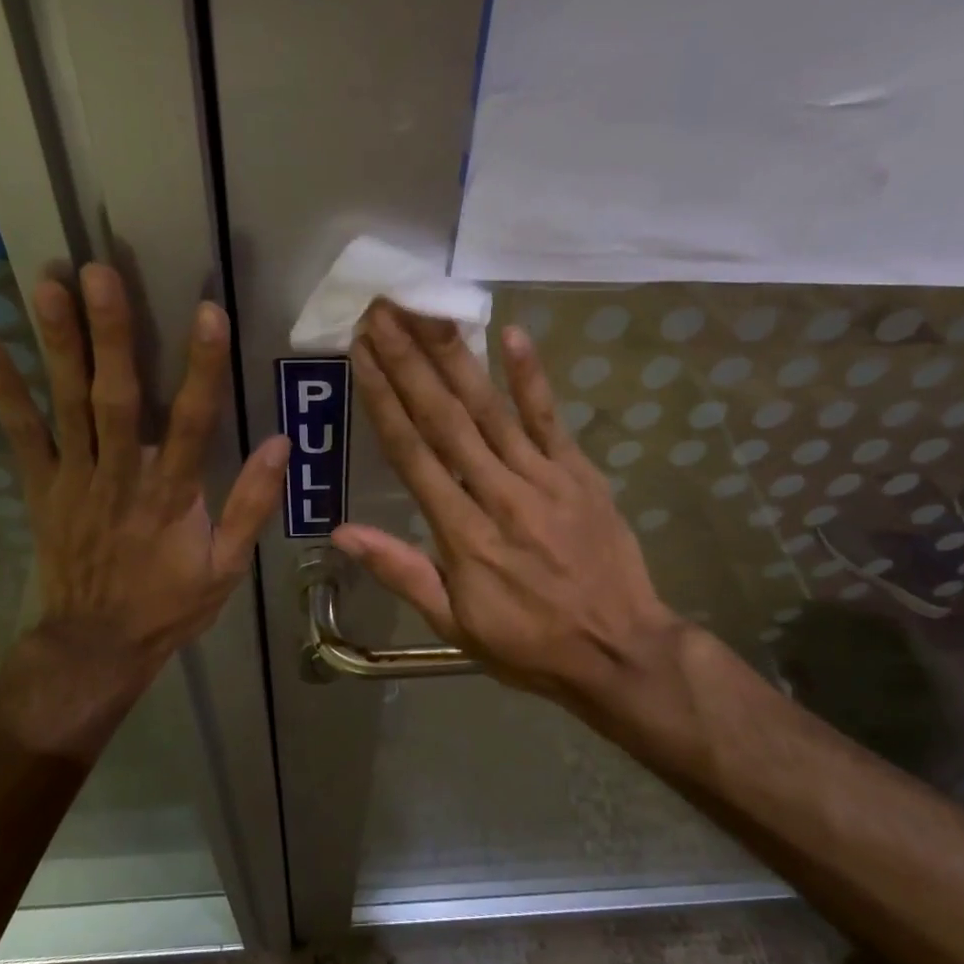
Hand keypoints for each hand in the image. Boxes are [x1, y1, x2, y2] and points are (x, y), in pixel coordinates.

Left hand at [0, 264, 288, 757]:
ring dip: (55, 344)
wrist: (95, 647)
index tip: (208, 313)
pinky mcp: (41, 488)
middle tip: (97, 273)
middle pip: (115, 398)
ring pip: (66, 405)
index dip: (202, 367)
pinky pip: (21, 435)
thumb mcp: (226, 567)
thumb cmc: (168, 605)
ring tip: (46, 285)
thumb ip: (252, 505)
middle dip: (109, 334)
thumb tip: (279, 444)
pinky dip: (3, 389)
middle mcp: (120, 477)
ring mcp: (74, 480)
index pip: (193, 422)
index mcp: (172, 496)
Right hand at [332, 303, 688, 731]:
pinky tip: (511, 333)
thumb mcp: (454, 625)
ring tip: (427, 312)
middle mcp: (498, 495)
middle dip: (410, 361)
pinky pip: (551, 419)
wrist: (621, 652)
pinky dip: (531, 377)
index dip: (383, 400)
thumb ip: (402, 572)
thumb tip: (342, 532)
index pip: (412, 454)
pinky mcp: (580, 474)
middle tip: (383, 311)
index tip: (361, 353)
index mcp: (462, 535)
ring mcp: (544, 480)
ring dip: (456, 357)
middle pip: (445, 419)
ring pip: (490, 409)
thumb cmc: (529, 644)